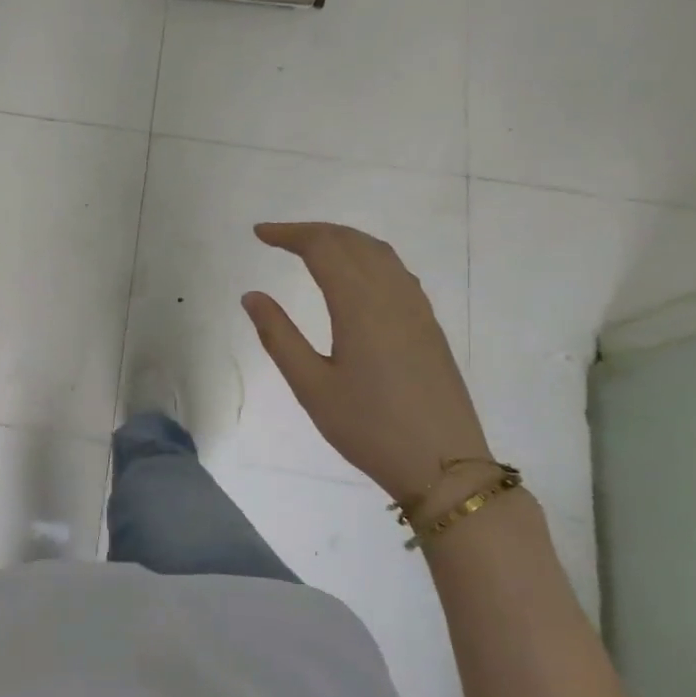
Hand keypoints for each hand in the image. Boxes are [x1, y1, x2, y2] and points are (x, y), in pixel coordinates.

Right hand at [241, 222, 489, 505]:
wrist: (443, 465)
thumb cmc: (369, 428)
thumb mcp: (311, 387)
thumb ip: (279, 336)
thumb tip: (252, 296)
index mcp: (360, 306)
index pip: (323, 248)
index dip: (289, 234)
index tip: (259, 233)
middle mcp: (392, 296)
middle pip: (353, 242)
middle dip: (314, 231)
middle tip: (278, 237)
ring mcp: (416, 309)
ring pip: (380, 253)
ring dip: (343, 240)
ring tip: (312, 248)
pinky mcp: (428, 326)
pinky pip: (396, 272)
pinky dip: (368, 258)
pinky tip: (355, 277)